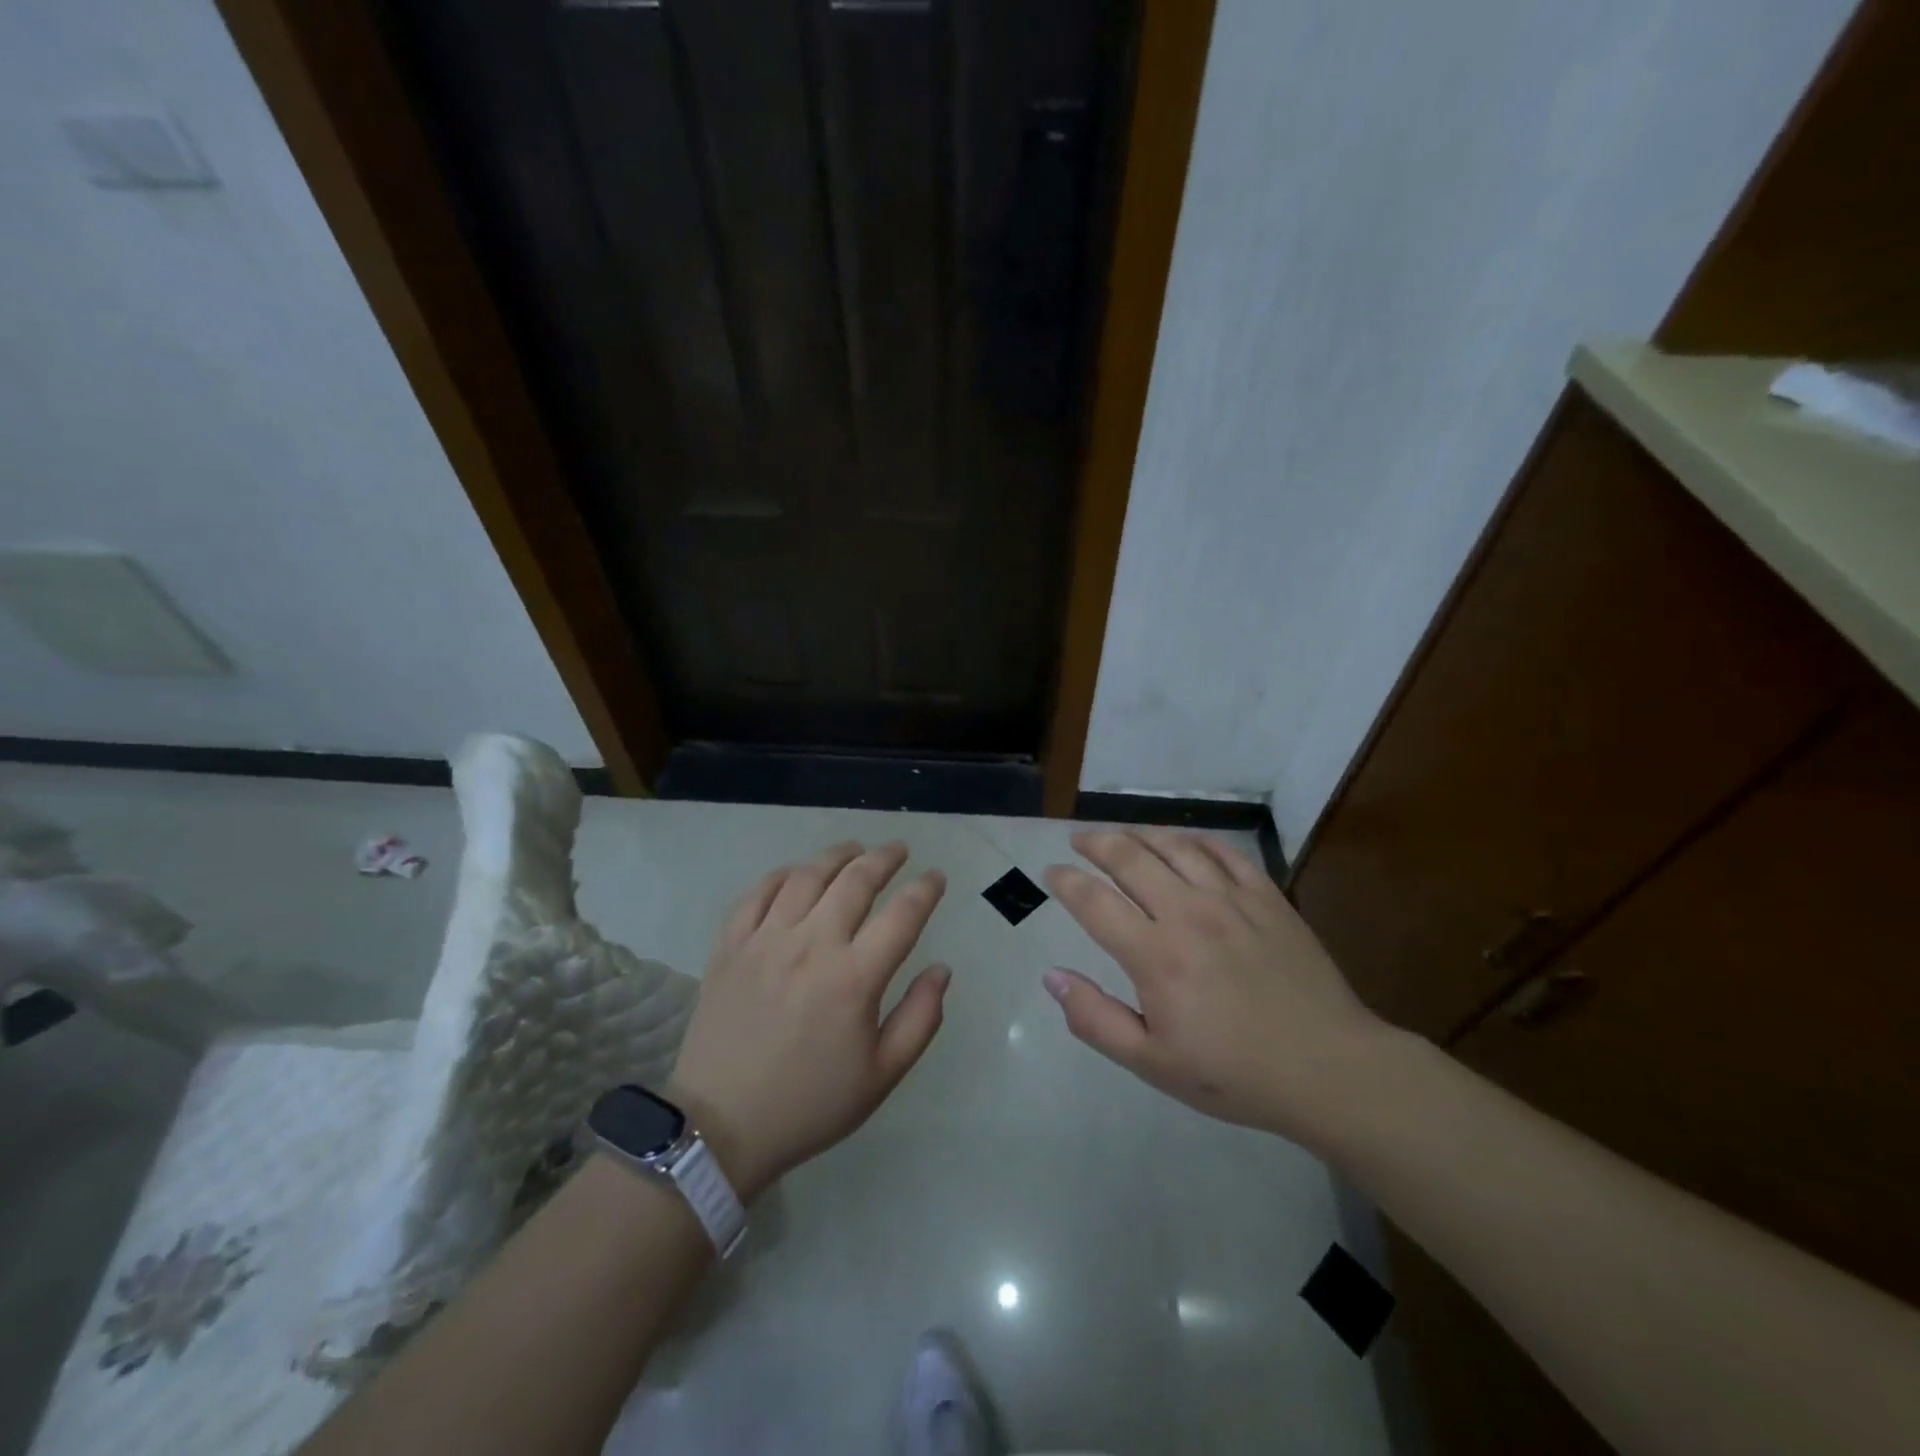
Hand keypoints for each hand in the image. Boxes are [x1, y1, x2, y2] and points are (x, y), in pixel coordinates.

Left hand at [666, 841, 948, 1199]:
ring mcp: (765, 940)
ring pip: (806, 876)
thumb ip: (920, 1018)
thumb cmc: (810, 1104)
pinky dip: (781, 875)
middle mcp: (811, 945)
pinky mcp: (730, 946)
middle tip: (900, 850)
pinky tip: (796, 873)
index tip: (936, 877)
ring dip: (836, 856)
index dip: (925, 890)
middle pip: (855, 881)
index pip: (902, 915)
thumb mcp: (882, 1076)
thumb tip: (941, 970)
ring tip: (854, 850)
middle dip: (885, 858)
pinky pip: (757, 894)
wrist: (721, 1126)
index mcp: (854, 978)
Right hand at [1042, 829, 1396, 1147]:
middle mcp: (1188, 913)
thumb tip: (1052, 976)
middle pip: (1130, 857)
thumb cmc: (1233, 1073)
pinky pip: (1225, 853)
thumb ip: (1095, 1019)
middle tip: (1079, 840)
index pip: (1094, 901)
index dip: (1066, 881)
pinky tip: (1185, 842)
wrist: (1328, 1069)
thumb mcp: (1152, 1063)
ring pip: (1175, 845)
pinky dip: (1196, 840)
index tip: (1051, 873)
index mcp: (1155, 955)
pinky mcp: (1268, 897)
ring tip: (1124, 835)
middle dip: (1096, 842)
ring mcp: (1231, 899)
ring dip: (1141, 834)